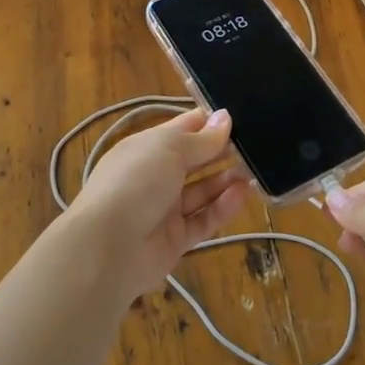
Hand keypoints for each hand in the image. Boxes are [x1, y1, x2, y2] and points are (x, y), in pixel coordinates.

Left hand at [62, 108, 256, 303]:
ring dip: (226, 179)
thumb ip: (202, 138)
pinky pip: (204, 218)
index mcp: (147, 147)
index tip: (239, 117)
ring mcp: (164, 208)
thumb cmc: (136, 181)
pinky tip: (244, 194)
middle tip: (256, 145)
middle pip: (194, 160)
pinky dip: (223, 207)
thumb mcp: (170, 149)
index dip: (209, 122)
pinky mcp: (176, 238)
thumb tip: (226, 117)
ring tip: (254, 170)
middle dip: (221, 151)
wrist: (107, 247)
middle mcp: (155, 175)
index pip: (182, 128)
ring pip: (202, 190)